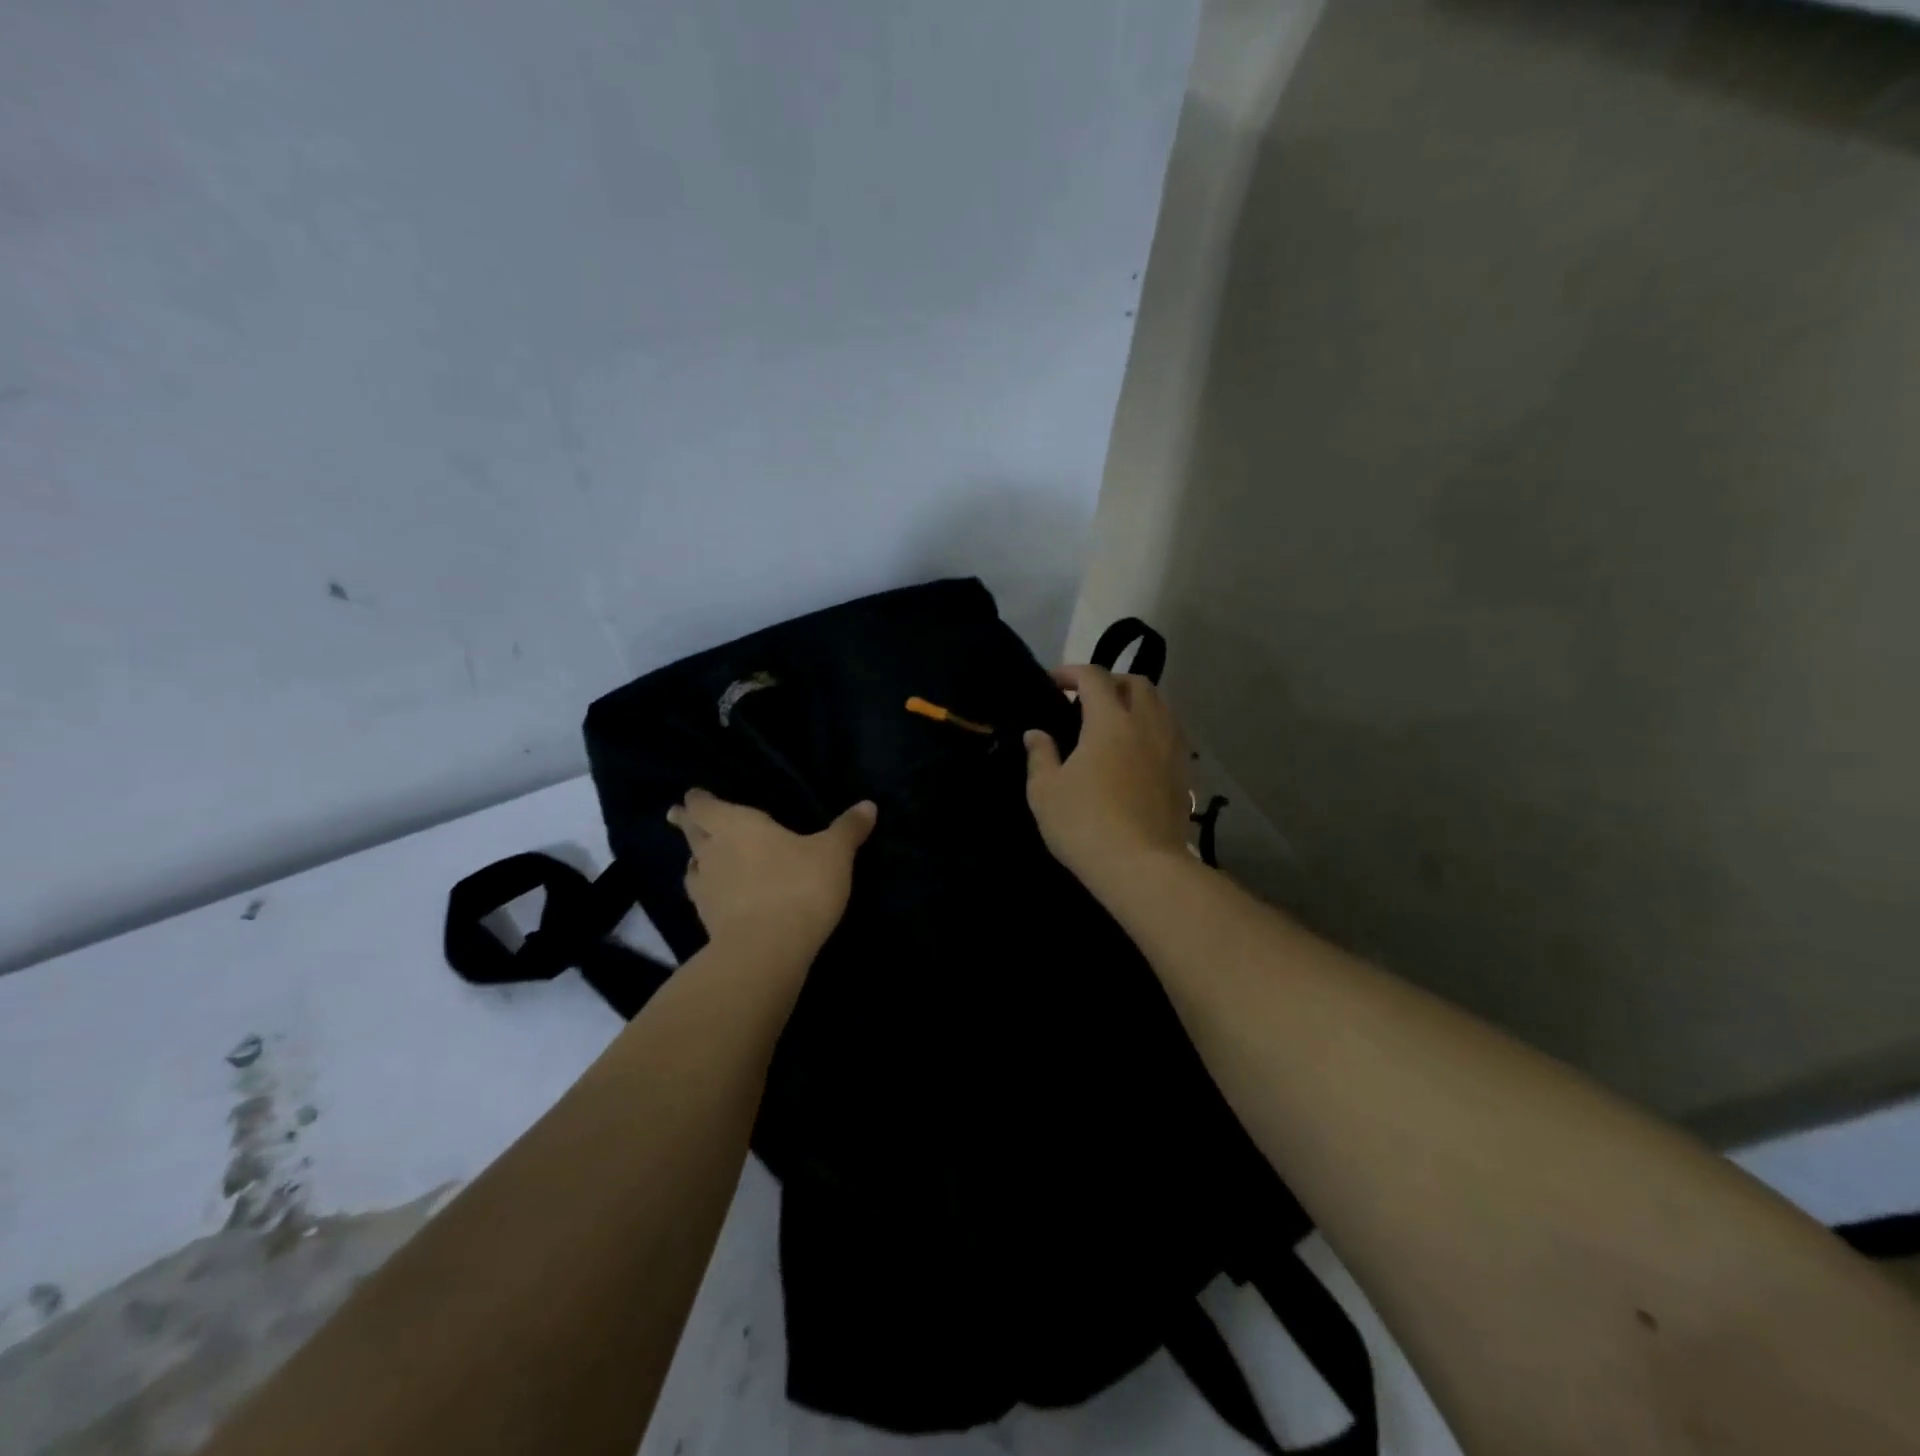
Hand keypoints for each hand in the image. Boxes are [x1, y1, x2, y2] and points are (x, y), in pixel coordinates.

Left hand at [666, 789, 877, 951]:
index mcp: (735, 825)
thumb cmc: (798, 885)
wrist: (767, 950)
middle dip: (688, 824)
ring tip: (704, 859)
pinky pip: (703, 898)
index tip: (693, 797)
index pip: (704, 806)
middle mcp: (712, 852)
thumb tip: (868, 805)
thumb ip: (848, 829)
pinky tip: (722, 897)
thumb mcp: (834, 853)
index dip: (698, 800)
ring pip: (693, 867)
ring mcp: (705, 890)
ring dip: (697, 861)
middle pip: (691, 833)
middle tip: (681, 818)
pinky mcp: (707, 923)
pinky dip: (710, 893)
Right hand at [1024, 664, 1191, 891]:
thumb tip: (1036, 733)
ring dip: (1137, 702)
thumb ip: (1040, 755)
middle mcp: (1147, 724)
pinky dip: (1154, 727)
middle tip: (1087, 700)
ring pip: (1161, 705)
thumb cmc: (1085, 824)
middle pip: (1136, 683)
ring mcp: (1172, 748)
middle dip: (1110, 682)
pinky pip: (1172, 733)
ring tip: (1116, 721)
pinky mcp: (1185, 772)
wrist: (1141, 866)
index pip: (1094, 677)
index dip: (1071, 672)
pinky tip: (1139, 750)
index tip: (1053, 683)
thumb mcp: (1045, 791)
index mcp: (1110, 721)